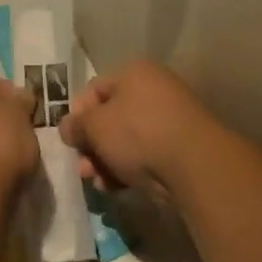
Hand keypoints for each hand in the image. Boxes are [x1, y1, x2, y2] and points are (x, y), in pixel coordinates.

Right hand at [59, 60, 215, 195]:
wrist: (193, 165)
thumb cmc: (137, 134)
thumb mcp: (94, 127)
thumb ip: (75, 126)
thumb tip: (68, 128)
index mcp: (134, 74)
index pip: (93, 90)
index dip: (77, 115)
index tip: (70, 139)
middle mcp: (153, 91)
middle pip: (109, 118)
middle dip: (91, 146)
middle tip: (82, 167)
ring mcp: (168, 120)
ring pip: (124, 140)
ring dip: (105, 162)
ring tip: (97, 182)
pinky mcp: (178, 148)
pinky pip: (143, 155)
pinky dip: (126, 169)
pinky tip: (115, 187)